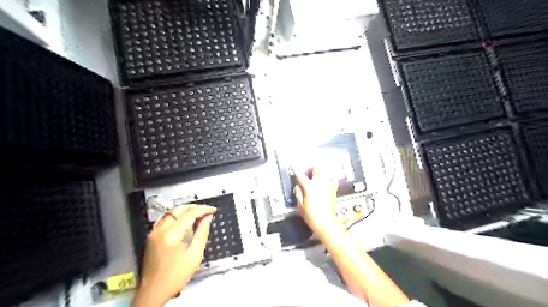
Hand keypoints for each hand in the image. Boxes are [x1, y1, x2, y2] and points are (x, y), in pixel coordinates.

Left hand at [132, 204, 215, 306]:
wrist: (153, 292)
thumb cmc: (175, 277)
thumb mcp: (194, 256)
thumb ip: (202, 233)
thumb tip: (207, 218)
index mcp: (171, 235)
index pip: (189, 213)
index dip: (203, 209)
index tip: (213, 210)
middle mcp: (160, 230)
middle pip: (179, 209)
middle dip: (195, 208)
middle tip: (207, 212)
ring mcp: (154, 232)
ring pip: (171, 212)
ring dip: (186, 211)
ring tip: (199, 215)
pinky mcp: (152, 236)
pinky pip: (166, 219)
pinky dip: (178, 216)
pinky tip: (186, 221)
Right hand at [294, 167, 340, 237]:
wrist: (327, 223)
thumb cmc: (312, 216)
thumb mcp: (300, 205)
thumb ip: (298, 192)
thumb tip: (298, 186)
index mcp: (310, 186)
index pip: (300, 175)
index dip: (295, 170)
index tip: (293, 167)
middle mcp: (320, 183)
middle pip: (316, 168)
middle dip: (310, 169)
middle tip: (306, 174)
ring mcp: (328, 185)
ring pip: (324, 171)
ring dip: (319, 171)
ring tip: (315, 176)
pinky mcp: (334, 189)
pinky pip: (331, 178)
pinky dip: (328, 177)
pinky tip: (325, 181)